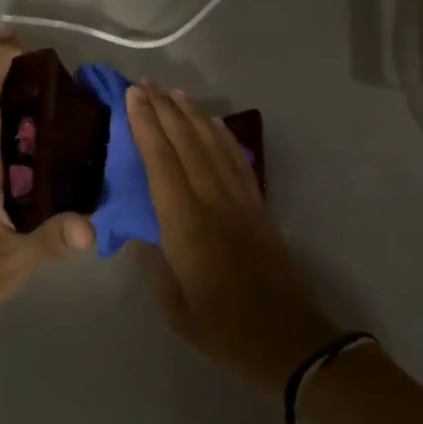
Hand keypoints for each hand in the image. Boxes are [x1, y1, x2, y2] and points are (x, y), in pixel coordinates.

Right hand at [128, 84, 340, 395]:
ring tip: (175, 93)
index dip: (146, 126)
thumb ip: (155, 264)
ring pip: (213, 145)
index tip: (133, 97)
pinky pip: (237, 160)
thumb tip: (141, 230)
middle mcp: (213, 202)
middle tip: (145, 83)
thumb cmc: (224, 330)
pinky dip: (223, 136)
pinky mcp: (259, 206)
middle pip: (187, 144)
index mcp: (187, 225)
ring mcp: (240, 201)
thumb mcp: (175, 308)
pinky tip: (214, 124)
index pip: (162, 163)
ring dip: (193, 116)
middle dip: (165, 110)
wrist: (289, 340)